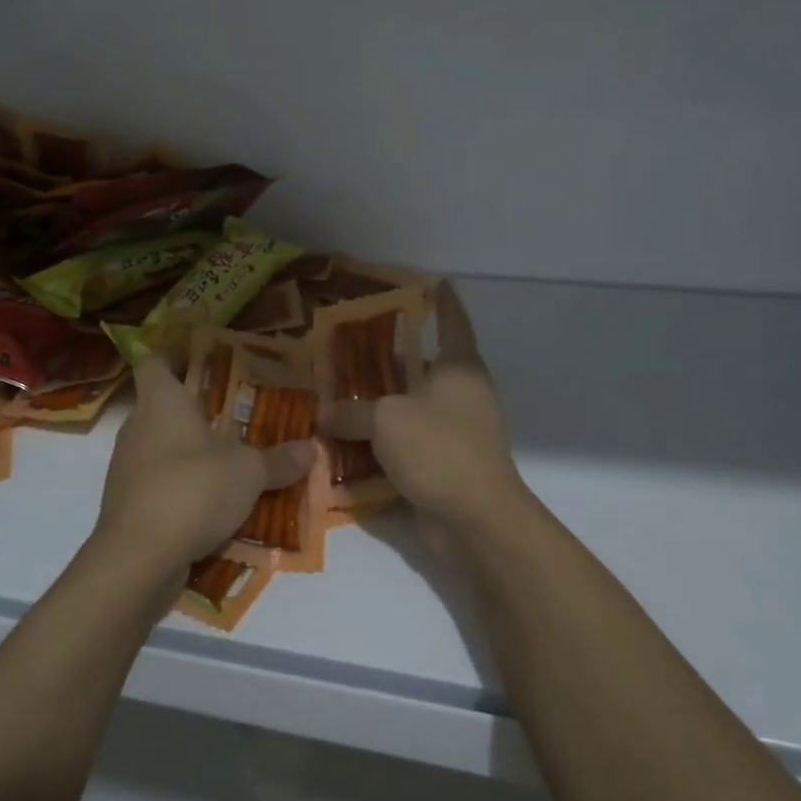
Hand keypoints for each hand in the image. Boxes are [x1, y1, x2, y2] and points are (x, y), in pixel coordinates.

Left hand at [94, 355, 311, 581]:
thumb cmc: (193, 489)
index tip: (199, 360)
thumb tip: (312, 449)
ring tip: (225, 461)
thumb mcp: (248, 473)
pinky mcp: (124, 504)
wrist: (138, 557)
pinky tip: (208, 505)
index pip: (154, 363)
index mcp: (161, 402)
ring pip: (158, 447)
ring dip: (186, 452)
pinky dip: (178, 488)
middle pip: (159, 406)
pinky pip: (155, 484)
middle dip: (192, 410)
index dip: (173, 357)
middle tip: (230, 415)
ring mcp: (125, 467)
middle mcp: (137, 427)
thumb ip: (279, 460)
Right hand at [319, 283, 526, 531]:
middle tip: (350, 346)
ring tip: (339, 393)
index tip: (434, 281)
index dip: (443, 300)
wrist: (476, 519)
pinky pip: (409, 442)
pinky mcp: (446, 463)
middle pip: (423, 366)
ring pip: (412, 406)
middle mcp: (461, 393)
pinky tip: (349, 441)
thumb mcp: (385, 420)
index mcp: (458, 367)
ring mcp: (456, 430)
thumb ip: (351, 412)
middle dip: (389, 358)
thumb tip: (325, 415)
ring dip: (380, 404)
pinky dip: (383, 441)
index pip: (453, 321)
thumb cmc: (438, 448)